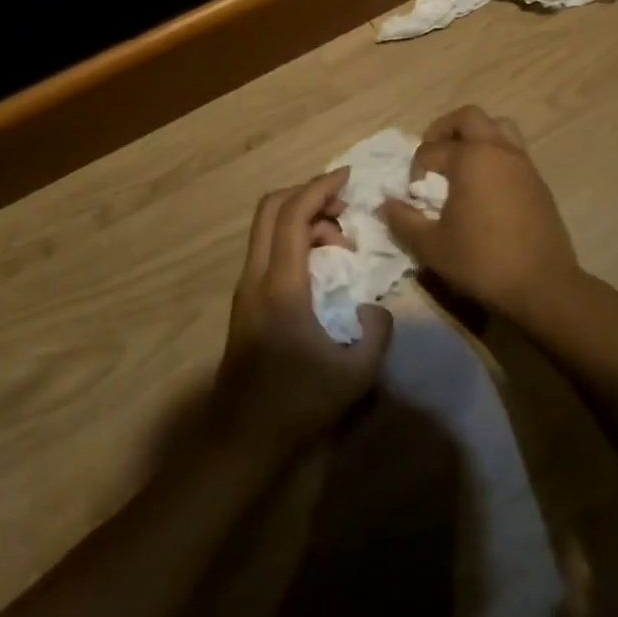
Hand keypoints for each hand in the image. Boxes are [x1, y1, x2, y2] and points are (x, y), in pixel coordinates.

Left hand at [213, 170, 392, 455]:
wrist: (241, 439)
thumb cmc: (297, 404)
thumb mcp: (355, 373)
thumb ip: (376, 330)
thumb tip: (374, 307)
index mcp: (281, 285)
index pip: (295, 214)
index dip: (321, 187)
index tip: (348, 176)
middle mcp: (256, 276)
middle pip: (271, 208)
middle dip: (308, 193)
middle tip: (344, 205)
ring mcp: (246, 288)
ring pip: (267, 228)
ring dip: (302, 219)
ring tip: (338, 245)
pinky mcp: (245, 301)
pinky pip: (267, 249)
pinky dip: (293, 240)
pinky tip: (320, 268)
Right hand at [381, 106, 585, 321]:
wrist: (543, 286)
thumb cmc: (482, 262)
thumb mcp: (431, 247)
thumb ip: (403, 220)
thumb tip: (386, 203)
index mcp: (470, 158)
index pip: (430, 150)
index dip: (415, 170)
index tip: (414, 196)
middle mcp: (497, 150)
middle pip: (468, 117)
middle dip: (444, 130)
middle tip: (432, 155)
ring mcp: (522, 162)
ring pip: (498, 126)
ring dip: (475, 135)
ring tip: (460, 161)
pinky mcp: (537, 180)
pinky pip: (513, 149)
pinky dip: (494, 154)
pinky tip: (485, 185)